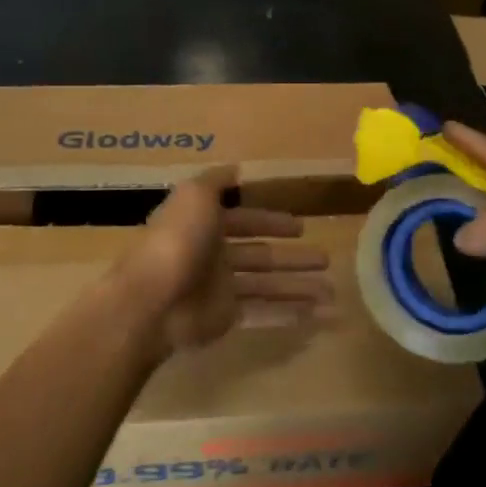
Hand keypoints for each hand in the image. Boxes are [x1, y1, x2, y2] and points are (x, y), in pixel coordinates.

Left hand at [114, 167, 334, 357]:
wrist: (152, 300)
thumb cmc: (177, 240)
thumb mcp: (195, 195)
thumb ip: (216, 181)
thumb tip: (236, 168)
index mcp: (206, 225)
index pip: (245, 221)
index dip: (271, 222)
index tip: (301, 227)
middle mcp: (214, 256)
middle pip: (261, 256)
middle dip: (293, 258)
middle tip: (326, 259)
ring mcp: (220, 289)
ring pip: (267, 286)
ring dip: (299, 287)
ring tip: (333, 292)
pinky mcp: (225, 318)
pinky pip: (262, 314)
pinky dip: (288, 314)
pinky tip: (316, 315)